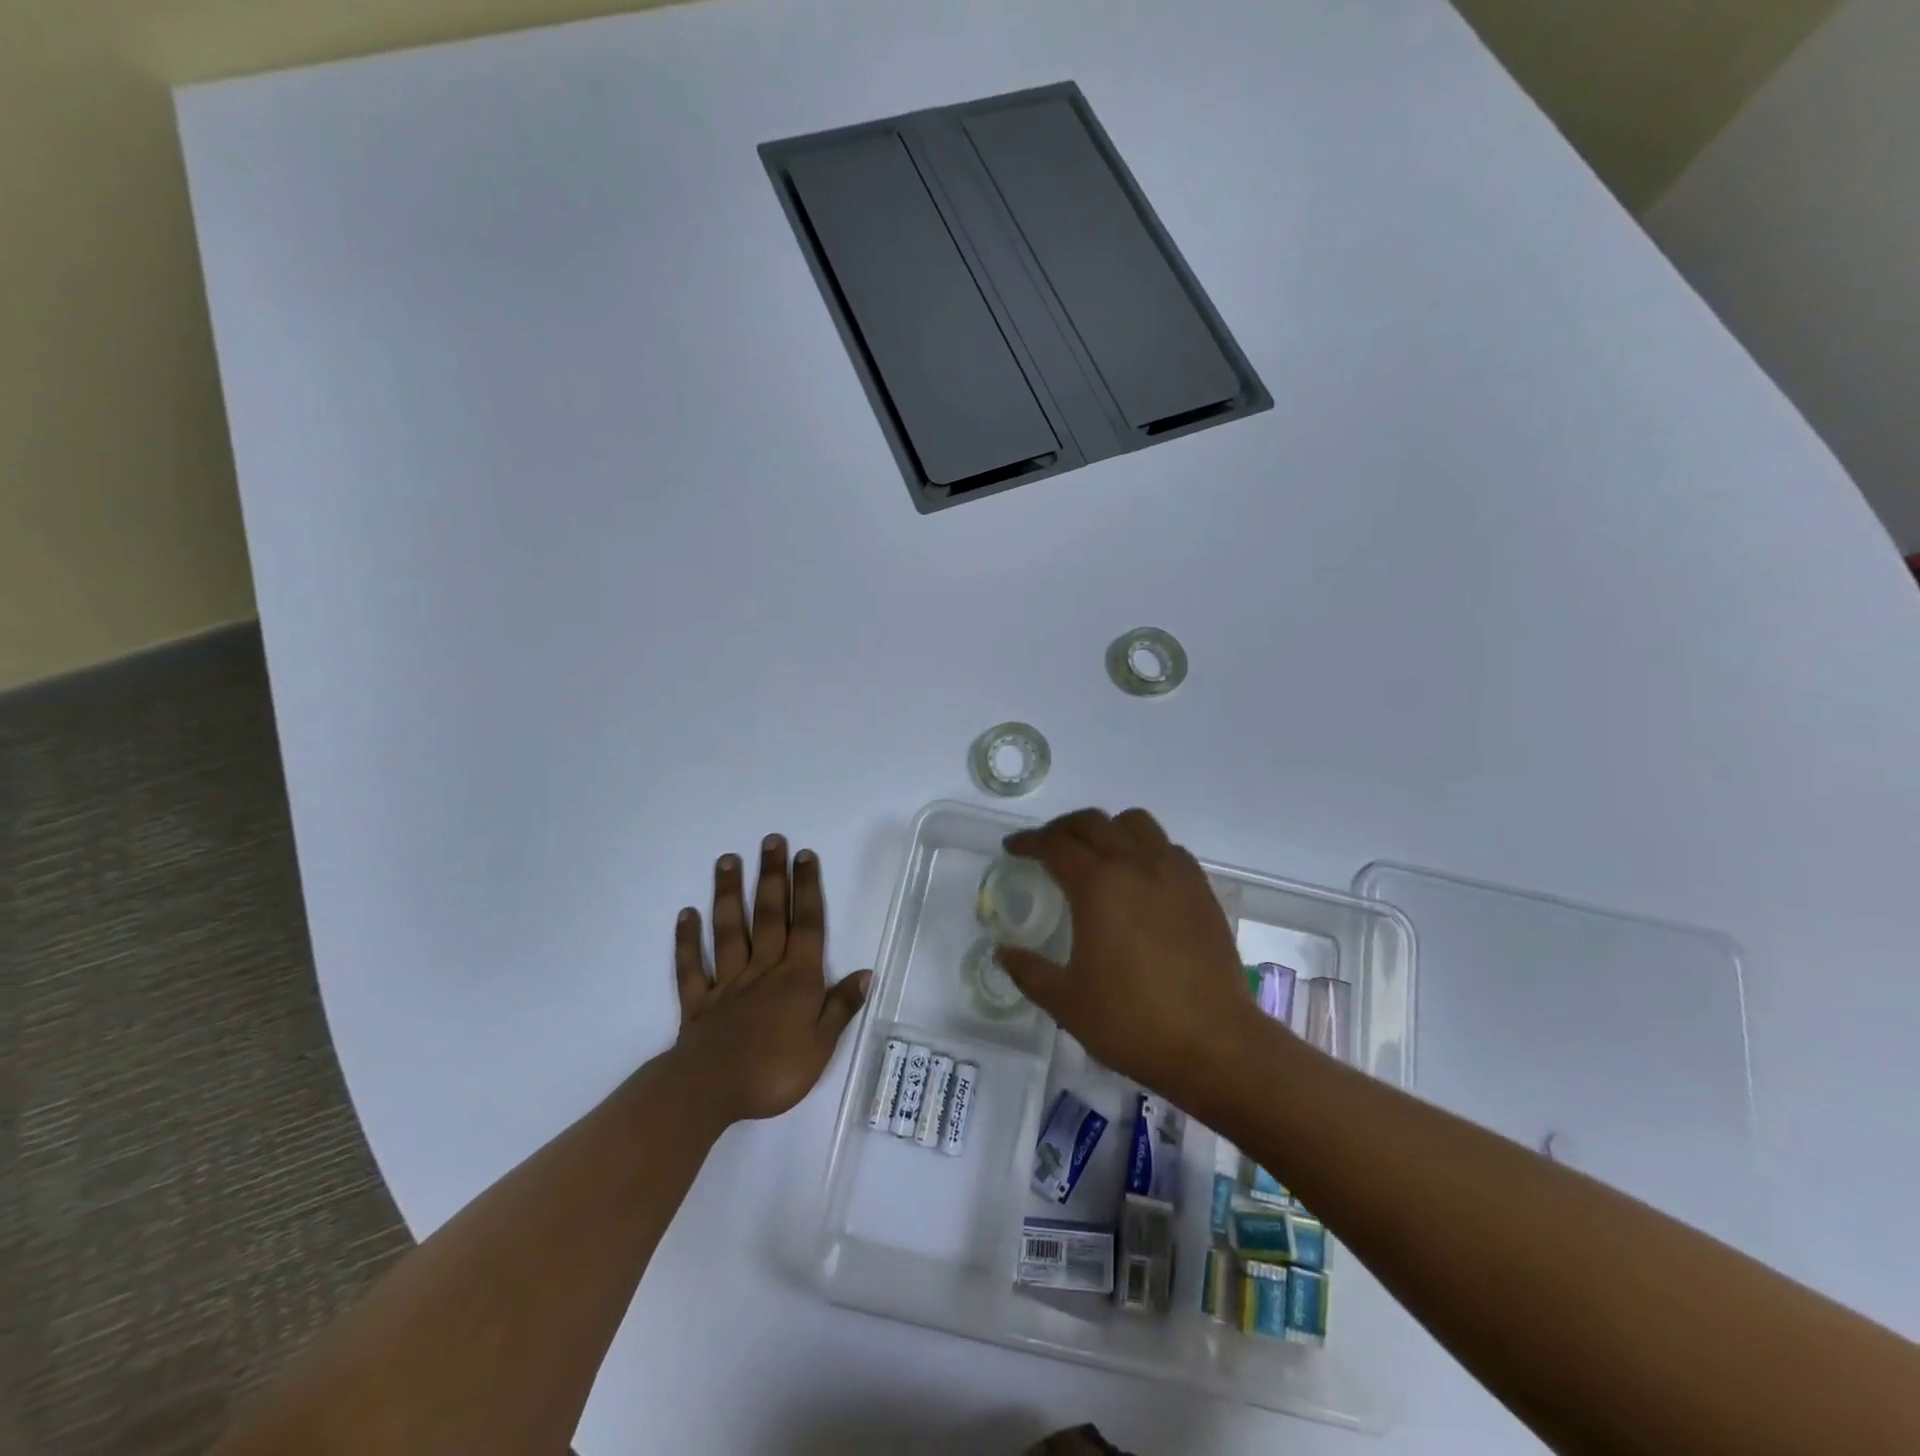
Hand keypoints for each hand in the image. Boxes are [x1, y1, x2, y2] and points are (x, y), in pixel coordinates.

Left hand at [672, 835, 870, 1125]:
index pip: (806, 926)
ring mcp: (728, 983)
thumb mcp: (821, 1047)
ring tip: (727, 861)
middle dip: (771, 877)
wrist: (710, 1093)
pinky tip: (686, 914)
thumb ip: (840, 1007)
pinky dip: (688, 940)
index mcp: (796, 979)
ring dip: (728, 895)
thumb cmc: (774, 1072)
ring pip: (729, 931)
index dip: (806, 889)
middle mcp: (763, 971)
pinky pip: (692, 966)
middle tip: (770, 841)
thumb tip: (865, 973)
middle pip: (768, 917)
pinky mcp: (698, 1002)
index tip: (804, 855)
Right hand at [994, 809, 1249, 1105]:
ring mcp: (1174, 873)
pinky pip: (1167, 847)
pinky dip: (1144, 847)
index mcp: (1098, 886)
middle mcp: (1136, 865)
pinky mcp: (1201, 889)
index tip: (1012, 848)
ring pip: (1135, 823)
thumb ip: (1029, 971)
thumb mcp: (1066, 1003)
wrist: (1214, 1043)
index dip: (1028, 842)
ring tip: (1095, 854)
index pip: (1054, 845)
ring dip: (1106, 829)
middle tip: (1046, 847)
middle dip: (1062, 828)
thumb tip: (1003, 952)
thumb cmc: (1132, 1022)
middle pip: (1092, 823)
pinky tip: (1139, 878)